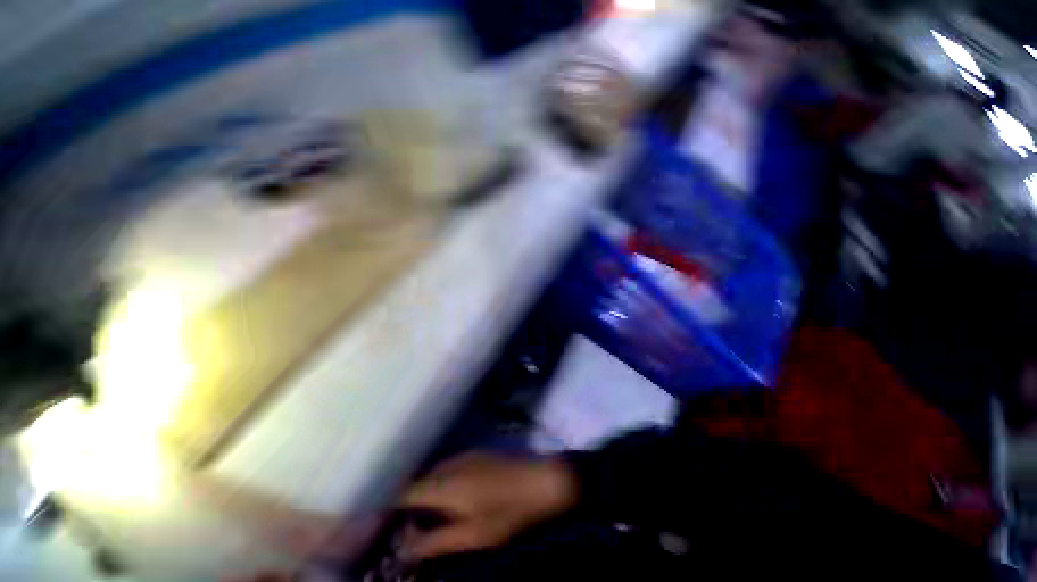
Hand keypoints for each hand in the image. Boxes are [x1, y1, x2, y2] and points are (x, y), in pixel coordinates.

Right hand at [398, 453, 577, 560]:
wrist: (539, 481)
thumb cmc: (506, 513)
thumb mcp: (471, 536)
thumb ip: (435, 541)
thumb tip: (404, 549)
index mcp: (445, 484)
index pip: (406, 493)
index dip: (392, 510)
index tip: (388, 529)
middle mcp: (450, 464)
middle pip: (418, 482)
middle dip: (409, 505)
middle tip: (410, 530)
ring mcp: (464, 456)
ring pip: (433, 474)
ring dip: (426, 494)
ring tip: (429, 518)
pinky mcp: (476, 454)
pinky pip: (448, 468)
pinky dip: (441, 483)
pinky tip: (451, 499)